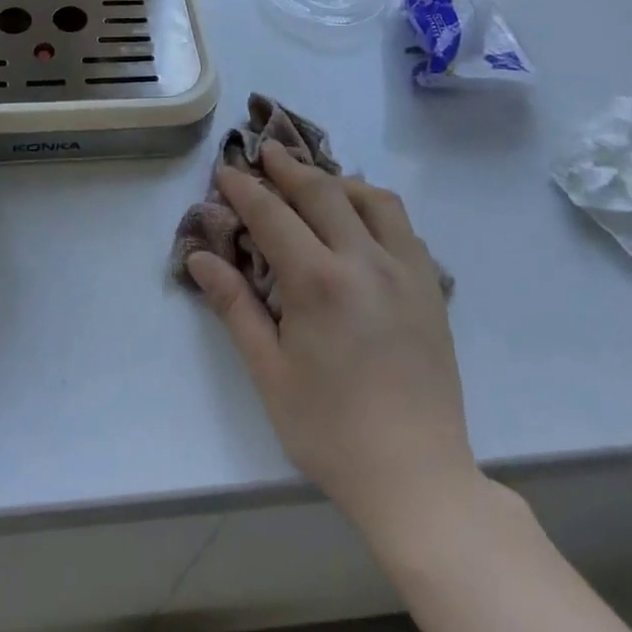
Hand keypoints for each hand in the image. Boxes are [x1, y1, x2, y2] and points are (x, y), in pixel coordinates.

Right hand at [185, 145, 479, 530]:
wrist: (417, 478)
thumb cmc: (330, 430)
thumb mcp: (269, 372)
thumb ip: (234, 306)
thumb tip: (199, 257)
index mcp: (319, 282)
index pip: (273, 214)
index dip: (245, 188)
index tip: (226, 170)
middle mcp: (365, 261)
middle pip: (323, 192)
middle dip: (289, 167)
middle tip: (266, 153)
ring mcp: (406, 271)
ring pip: (374, 199)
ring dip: (339, 182)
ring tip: (316, 185)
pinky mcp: (431, 288)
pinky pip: (403, 227)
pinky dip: (375, 209)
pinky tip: (361, 225)